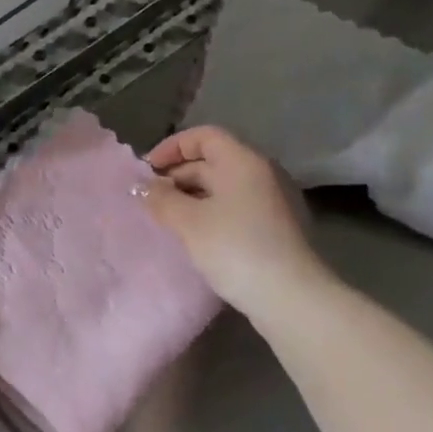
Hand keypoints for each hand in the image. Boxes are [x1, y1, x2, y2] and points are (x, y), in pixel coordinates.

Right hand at [141, 125, 333, 315]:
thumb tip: (143, 187)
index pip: (204, 136)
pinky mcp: (274, 227)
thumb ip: (161, 199)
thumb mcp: (188, 222)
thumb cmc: (234, 248)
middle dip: (177, 175)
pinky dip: (209, 213)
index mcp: (242, 161)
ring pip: (222, 187)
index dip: (172, 147)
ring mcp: (271, 201)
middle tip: (150, 199)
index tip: (147, 170)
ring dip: (191, 197)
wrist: (289, 296)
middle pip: (213, 160)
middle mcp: (261, 173)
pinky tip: (193, 236)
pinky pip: (234, 207)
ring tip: (166, 219)